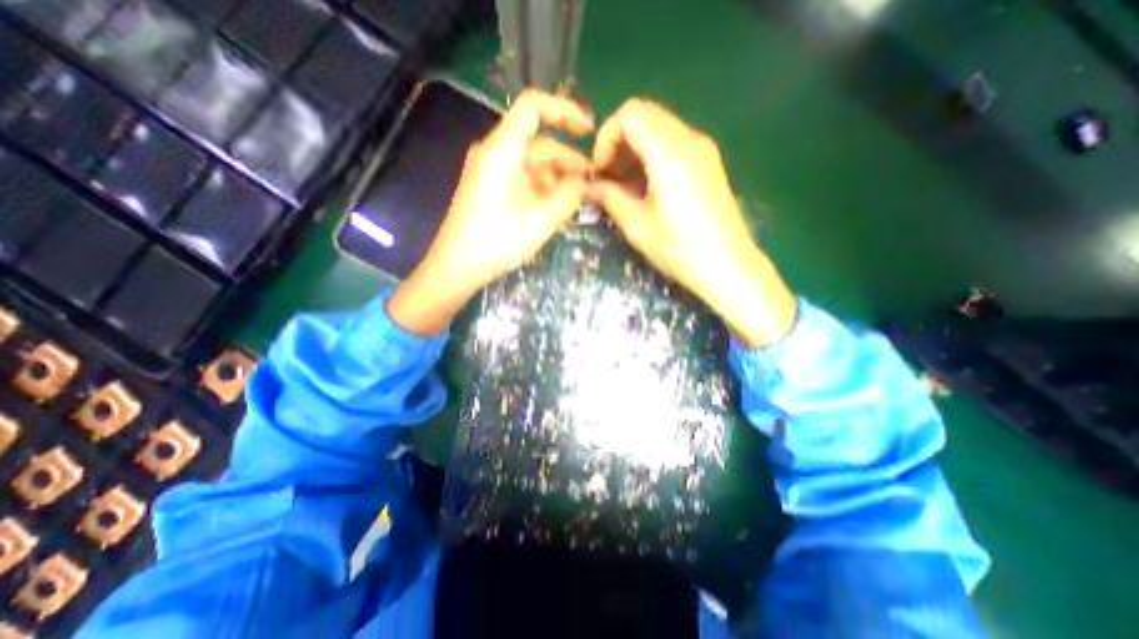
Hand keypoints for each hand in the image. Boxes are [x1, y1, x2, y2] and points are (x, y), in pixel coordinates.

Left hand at [392, 89, 597, 335]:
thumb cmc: (494, 244)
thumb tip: (585, 182)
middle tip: (593, 182)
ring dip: (559, 177)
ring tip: (581, 199)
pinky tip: (560, 206)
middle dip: (569, 159)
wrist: (457, 266)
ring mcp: (492, 171)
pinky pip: (524, 178)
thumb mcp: (539, 223)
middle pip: (539, 142)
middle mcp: (495, 153)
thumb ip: (567, 198)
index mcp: (502, 151)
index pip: (533, 107)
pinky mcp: (492, 187)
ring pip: (534, 163)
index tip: (589, 132)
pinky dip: (544, 188)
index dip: (565, 111)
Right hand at [588, 97, 797, 346]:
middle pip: (645, 115)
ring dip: (634, 150)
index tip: (600, 171)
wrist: (728, 266)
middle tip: (609, 178)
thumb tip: (588, 186)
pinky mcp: (709, 163)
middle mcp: (690, 140)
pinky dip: (652, 156)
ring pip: (659, 128)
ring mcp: (703, 150)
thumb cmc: (680, 249)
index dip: (606, 138)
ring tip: (625, 186)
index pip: (630, 114)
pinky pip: (673, 144)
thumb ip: (609, 197)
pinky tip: (646, 188)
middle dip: (618, 142)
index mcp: (670, 152)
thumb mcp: (637, 225)